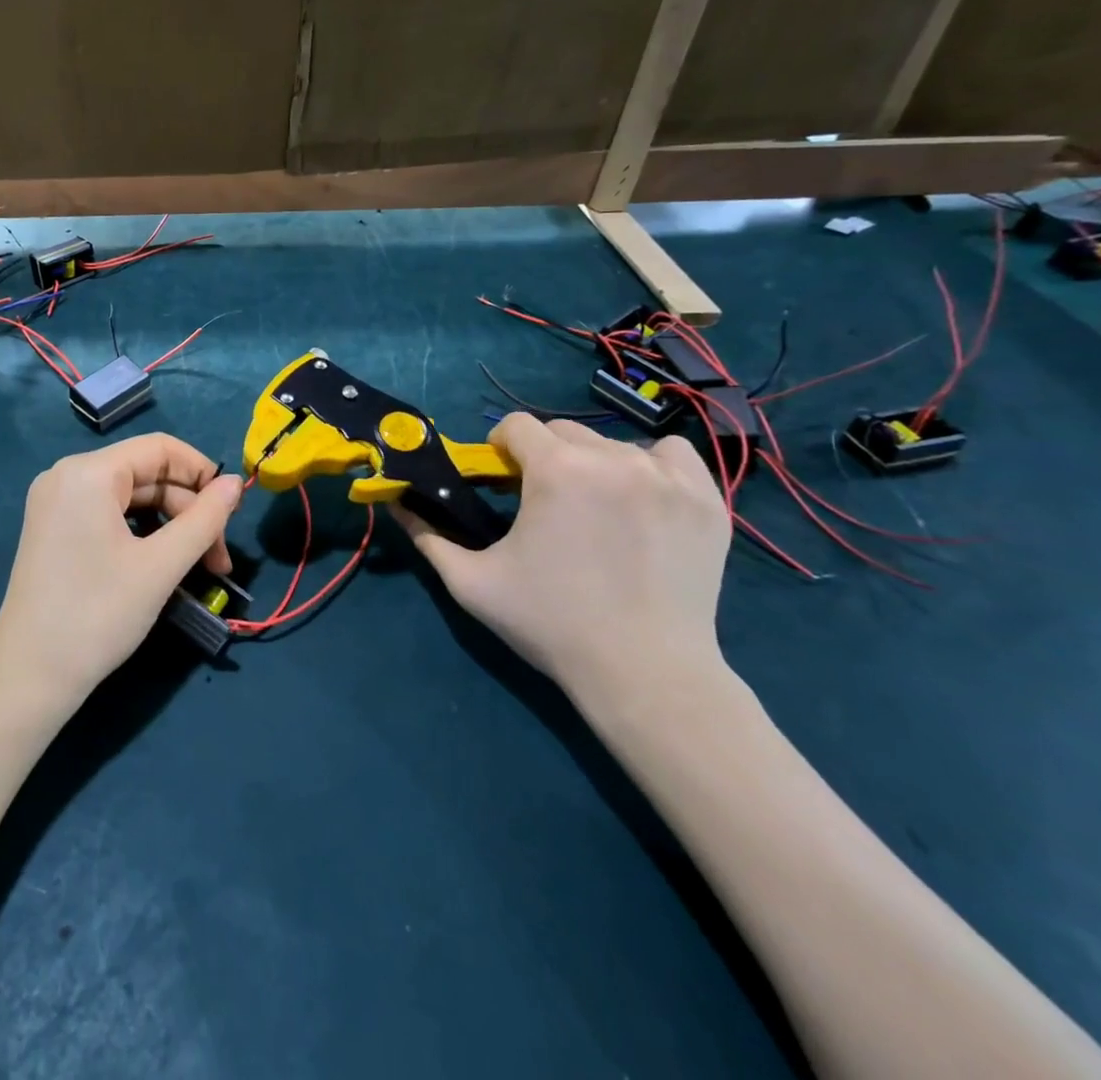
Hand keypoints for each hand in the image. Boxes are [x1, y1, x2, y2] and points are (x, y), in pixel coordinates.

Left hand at [0, 433, 242, 713]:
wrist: (28, 677)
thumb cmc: (98, 615)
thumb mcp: (161, 566)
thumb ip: (204, 519)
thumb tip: (236, 483)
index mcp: (88, 472)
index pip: (160, 448)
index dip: (202, 473)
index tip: (231, 511)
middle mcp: (67, 475)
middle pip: (147, 474)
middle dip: (188, 511)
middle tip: (218, 560)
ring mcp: (56, 502)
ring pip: (131, 497)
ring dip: (170, 526)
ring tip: (198, 568)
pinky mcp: (54, 528)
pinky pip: (109, 515)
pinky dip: (142, 533)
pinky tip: (161, 564)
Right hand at [396, 412, 731, 712]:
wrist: (645, 674)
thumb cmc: (550, 624)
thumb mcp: (472, 582)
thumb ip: (427, 535)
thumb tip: (396, 502)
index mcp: (556, 470)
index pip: (517, 426)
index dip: (500, 449)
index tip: (502, 481)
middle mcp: (612, 459)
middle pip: (563, 432)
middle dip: (544, 458)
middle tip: (543, 504)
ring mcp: (666, 477)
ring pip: (613, 445)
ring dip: (592, 465)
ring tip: (593, 512)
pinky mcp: (705, 500)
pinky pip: (671, 455)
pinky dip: (650, 466)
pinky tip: (641, 499)